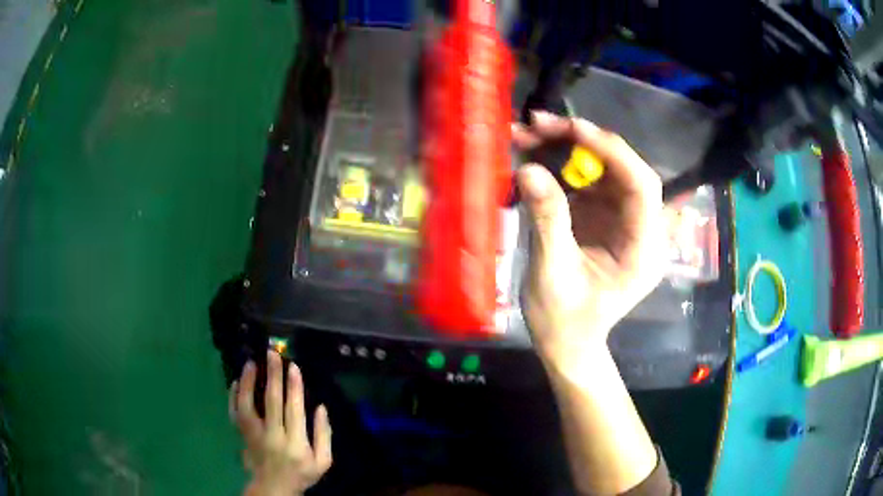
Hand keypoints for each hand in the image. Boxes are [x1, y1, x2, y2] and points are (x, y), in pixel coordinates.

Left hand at [231, 351, 332, 495]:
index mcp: (295, 443)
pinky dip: (232, 396)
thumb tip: (321, 407)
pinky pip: (234, 413)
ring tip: (251, 363)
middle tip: (272, 354)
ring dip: (248, 382)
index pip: (294, 409)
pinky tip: (234, 382)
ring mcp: (254, 435)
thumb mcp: (323, 462)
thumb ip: (324, 435)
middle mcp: (272, 436)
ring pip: (247, 404)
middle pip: (271, 401)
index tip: (293, 367)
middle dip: (273, 376)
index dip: (294, 387)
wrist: (274, 488)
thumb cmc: (301, 474)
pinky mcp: (242, 435)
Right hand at [513, 112, 665, 371]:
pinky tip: (533, 152)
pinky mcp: (603, 217)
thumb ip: (547, 221)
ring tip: (528, 133)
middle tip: (540, 124)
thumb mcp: (552, 275)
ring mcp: (622, 220)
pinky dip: (560, 164)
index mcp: (643, 249)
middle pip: (623, 170)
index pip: (642, 187)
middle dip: (583, 142)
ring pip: (603, 169)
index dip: (613, 152)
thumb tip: (530, 169)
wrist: (566, 342)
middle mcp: (641, 228)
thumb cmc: (564, 321)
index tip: (574, 130)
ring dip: (567, 147)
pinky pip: (587, 180)